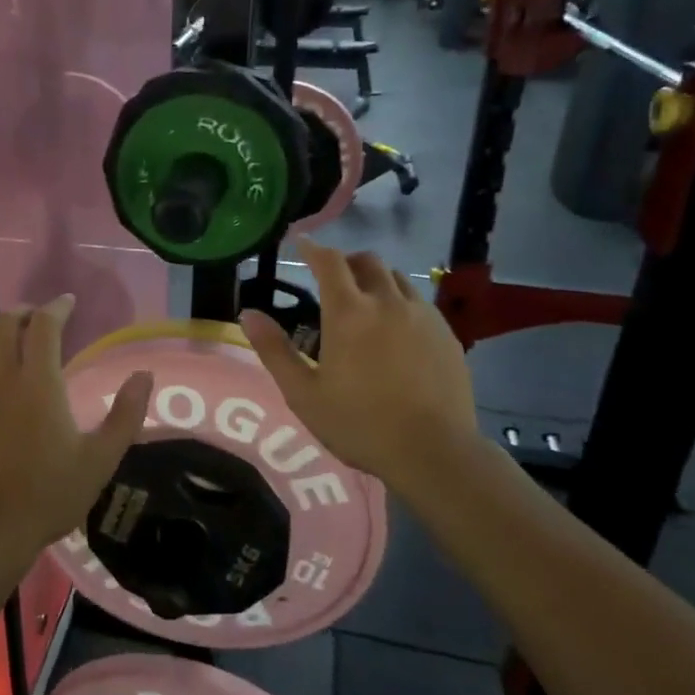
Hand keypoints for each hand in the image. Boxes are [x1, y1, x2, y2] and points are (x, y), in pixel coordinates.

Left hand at [0, 295, 152, 567]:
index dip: (57, 307)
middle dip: (22, 313)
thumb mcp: (101, 459)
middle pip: (4, 322)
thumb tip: (144, 375)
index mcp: (39, 382)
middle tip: (35, 322)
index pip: (44, 324)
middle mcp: (0, 376)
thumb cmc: (50, 494)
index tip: (67, 304)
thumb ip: (125, 414)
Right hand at [238, 241, 480, 502]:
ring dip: (375, 278)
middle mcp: (387, 302)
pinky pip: (419, 301)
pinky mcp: (447, 334)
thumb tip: (248, 314)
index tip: (301, 242)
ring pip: (397, 278)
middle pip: (367, 261)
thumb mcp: (303, 393)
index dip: (312, 248)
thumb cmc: (359, 424)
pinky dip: (400, 300)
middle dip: (345, 261)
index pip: (329, 262)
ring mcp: (423, 316)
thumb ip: (274, 350)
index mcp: (349, 313)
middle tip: (331, 277)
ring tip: (364, 301)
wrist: (434, 452)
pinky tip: (396, 328)